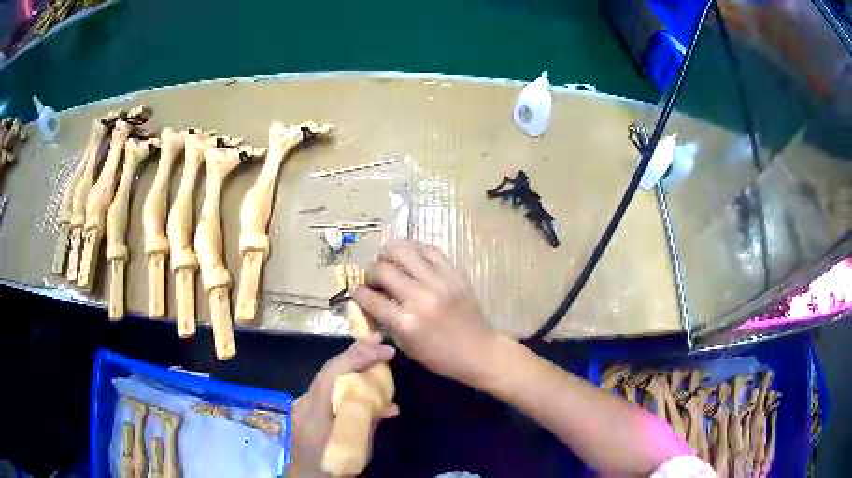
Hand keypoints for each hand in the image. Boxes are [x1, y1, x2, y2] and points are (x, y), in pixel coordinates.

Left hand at [288, 335, 396, 477]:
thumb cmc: (334, 463)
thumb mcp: (357, 446)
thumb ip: (368, 421)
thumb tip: (387, 404)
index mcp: (316, 409)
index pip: (334, 372)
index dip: (358, 356)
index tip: (384, 350)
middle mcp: (306, 401)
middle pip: (330, 370)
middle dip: (355, 353)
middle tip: (378, 340)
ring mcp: (304, 405)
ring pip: (329, 378)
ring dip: (352, 366)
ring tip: (375, 358)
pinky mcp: (308, 411)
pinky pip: (328, 391)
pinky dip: (346, 384)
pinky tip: (362, 388)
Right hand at [353, 240, 496, 386]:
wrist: (478, 350)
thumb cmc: (439, 356)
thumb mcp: (405, 346)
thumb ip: (385, 322)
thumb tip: (369, 301)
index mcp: (406, 322)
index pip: (370, 298)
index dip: (358, 293)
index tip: (358, 291)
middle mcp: (420, 297)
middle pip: (383, 269)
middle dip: (371, 272)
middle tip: (374, 279)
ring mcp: (439, 282)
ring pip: (403, 251)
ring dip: (388, 255)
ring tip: (389, 262)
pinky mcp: (454, 273)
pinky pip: (429, 250)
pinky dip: (414, 250)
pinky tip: (410, 257)